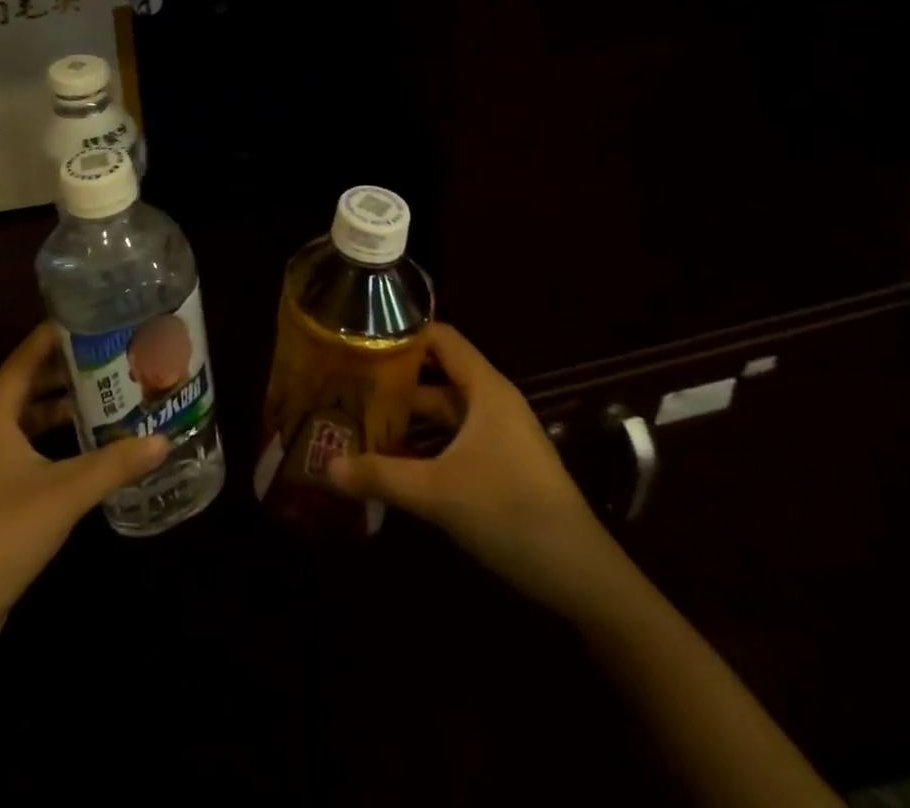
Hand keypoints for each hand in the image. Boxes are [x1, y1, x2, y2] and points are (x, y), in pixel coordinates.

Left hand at [0, 324, 169, 647]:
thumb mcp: (65, 494)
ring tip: (106, 394)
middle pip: (27, 383)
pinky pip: (23, 447)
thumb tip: (164, 440)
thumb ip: (115, 463)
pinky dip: (51, 438)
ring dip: (61, 406)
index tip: (96, 316)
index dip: (58, 334)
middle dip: (68, 370)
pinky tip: (84, 447)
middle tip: (113, 355)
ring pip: (25, 418)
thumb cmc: (0, 534)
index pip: (26, 355)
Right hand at [326, 323, 630, 619]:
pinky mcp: (501, 464)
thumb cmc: (511, 513)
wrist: (583, 577)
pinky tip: (392, 459)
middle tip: (346, 383)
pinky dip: (424, 442)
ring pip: (444, 411)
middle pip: (436, 374)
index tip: (360, 337)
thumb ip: (381, 475)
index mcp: (485, 389)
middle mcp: (492, 403)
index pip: (441, 338)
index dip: (402, 333)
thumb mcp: (438, 492)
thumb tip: (327, 466)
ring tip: (359, 418)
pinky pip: (454, 439)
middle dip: (394, 379)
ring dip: (407, 415)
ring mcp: (499, 435)